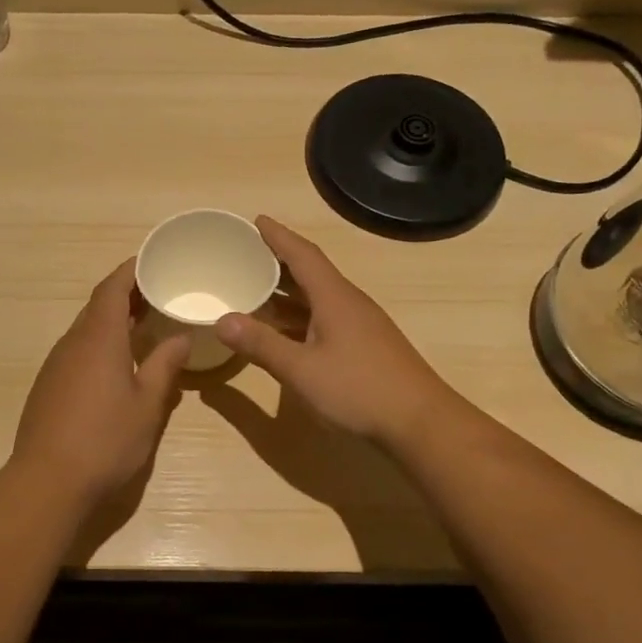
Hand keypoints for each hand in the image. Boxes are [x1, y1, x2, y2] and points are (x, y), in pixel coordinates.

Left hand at [10, 260, 189, 505]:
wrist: (48, 481)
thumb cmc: (106, 439)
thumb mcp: (148, 404)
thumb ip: (165, 366)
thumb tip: (180, 337)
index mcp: (98, 338)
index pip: (112, 288)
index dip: (130, 270)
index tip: (152, 261)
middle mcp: (72, 343)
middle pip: (97, 306)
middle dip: (126, 295)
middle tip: (158, 294)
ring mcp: (55, 365)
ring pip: (86, 330)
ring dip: (112, 322)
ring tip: (143, 326)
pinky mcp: (48, 387)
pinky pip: (77, 352)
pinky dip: (99, 345)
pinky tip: (117, 366)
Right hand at [215, 216, 453, 447]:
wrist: (420, 422)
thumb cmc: (359, 389)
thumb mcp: (301, 369)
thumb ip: (261, 344)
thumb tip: (222, 320)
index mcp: (334, 298)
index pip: (303, 255)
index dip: (278, 237)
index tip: (256, 220)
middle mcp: (348, 303)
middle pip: (310, 273)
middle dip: (278, 262)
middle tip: (245, 255)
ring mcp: (360, 326)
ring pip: (317, 298)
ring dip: (287, 293)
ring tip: (254, 290)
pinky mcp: (365, 347)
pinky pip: (324, 319)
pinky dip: (299, 317)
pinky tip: (283, 332)